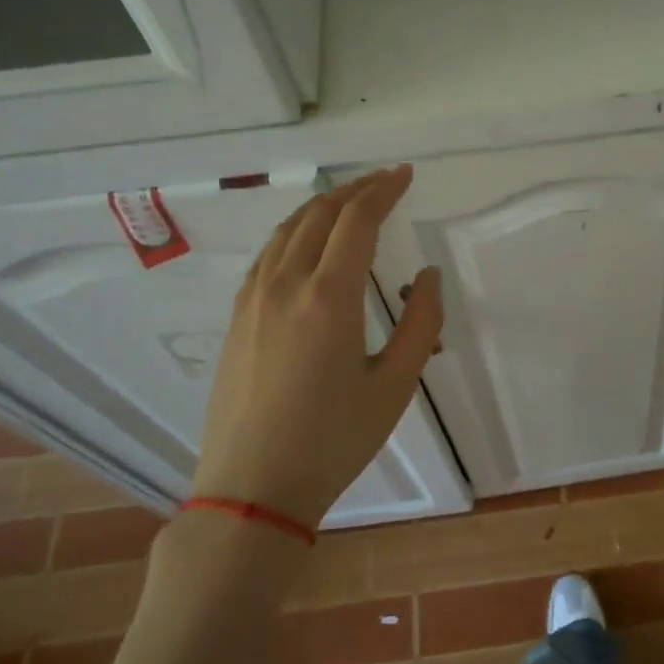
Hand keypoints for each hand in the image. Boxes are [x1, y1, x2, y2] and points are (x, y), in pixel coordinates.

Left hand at [193, 166, 442, 528]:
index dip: (383, 191)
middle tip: (385, 183)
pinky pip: (267, 254)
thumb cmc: (334, 440)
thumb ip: (421, 322)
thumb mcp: (396, 385)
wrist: (253, 489)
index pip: (356, 221)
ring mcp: (252, 300)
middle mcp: (284, 285)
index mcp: (328, 298)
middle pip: (318, 215)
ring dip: (322, 207)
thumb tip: (427, 275)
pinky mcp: (236, 318)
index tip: (405, 175)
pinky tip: (308, 244)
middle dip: (354, 190)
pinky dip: (295, 232)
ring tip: (351, 203)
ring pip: (286, 230)